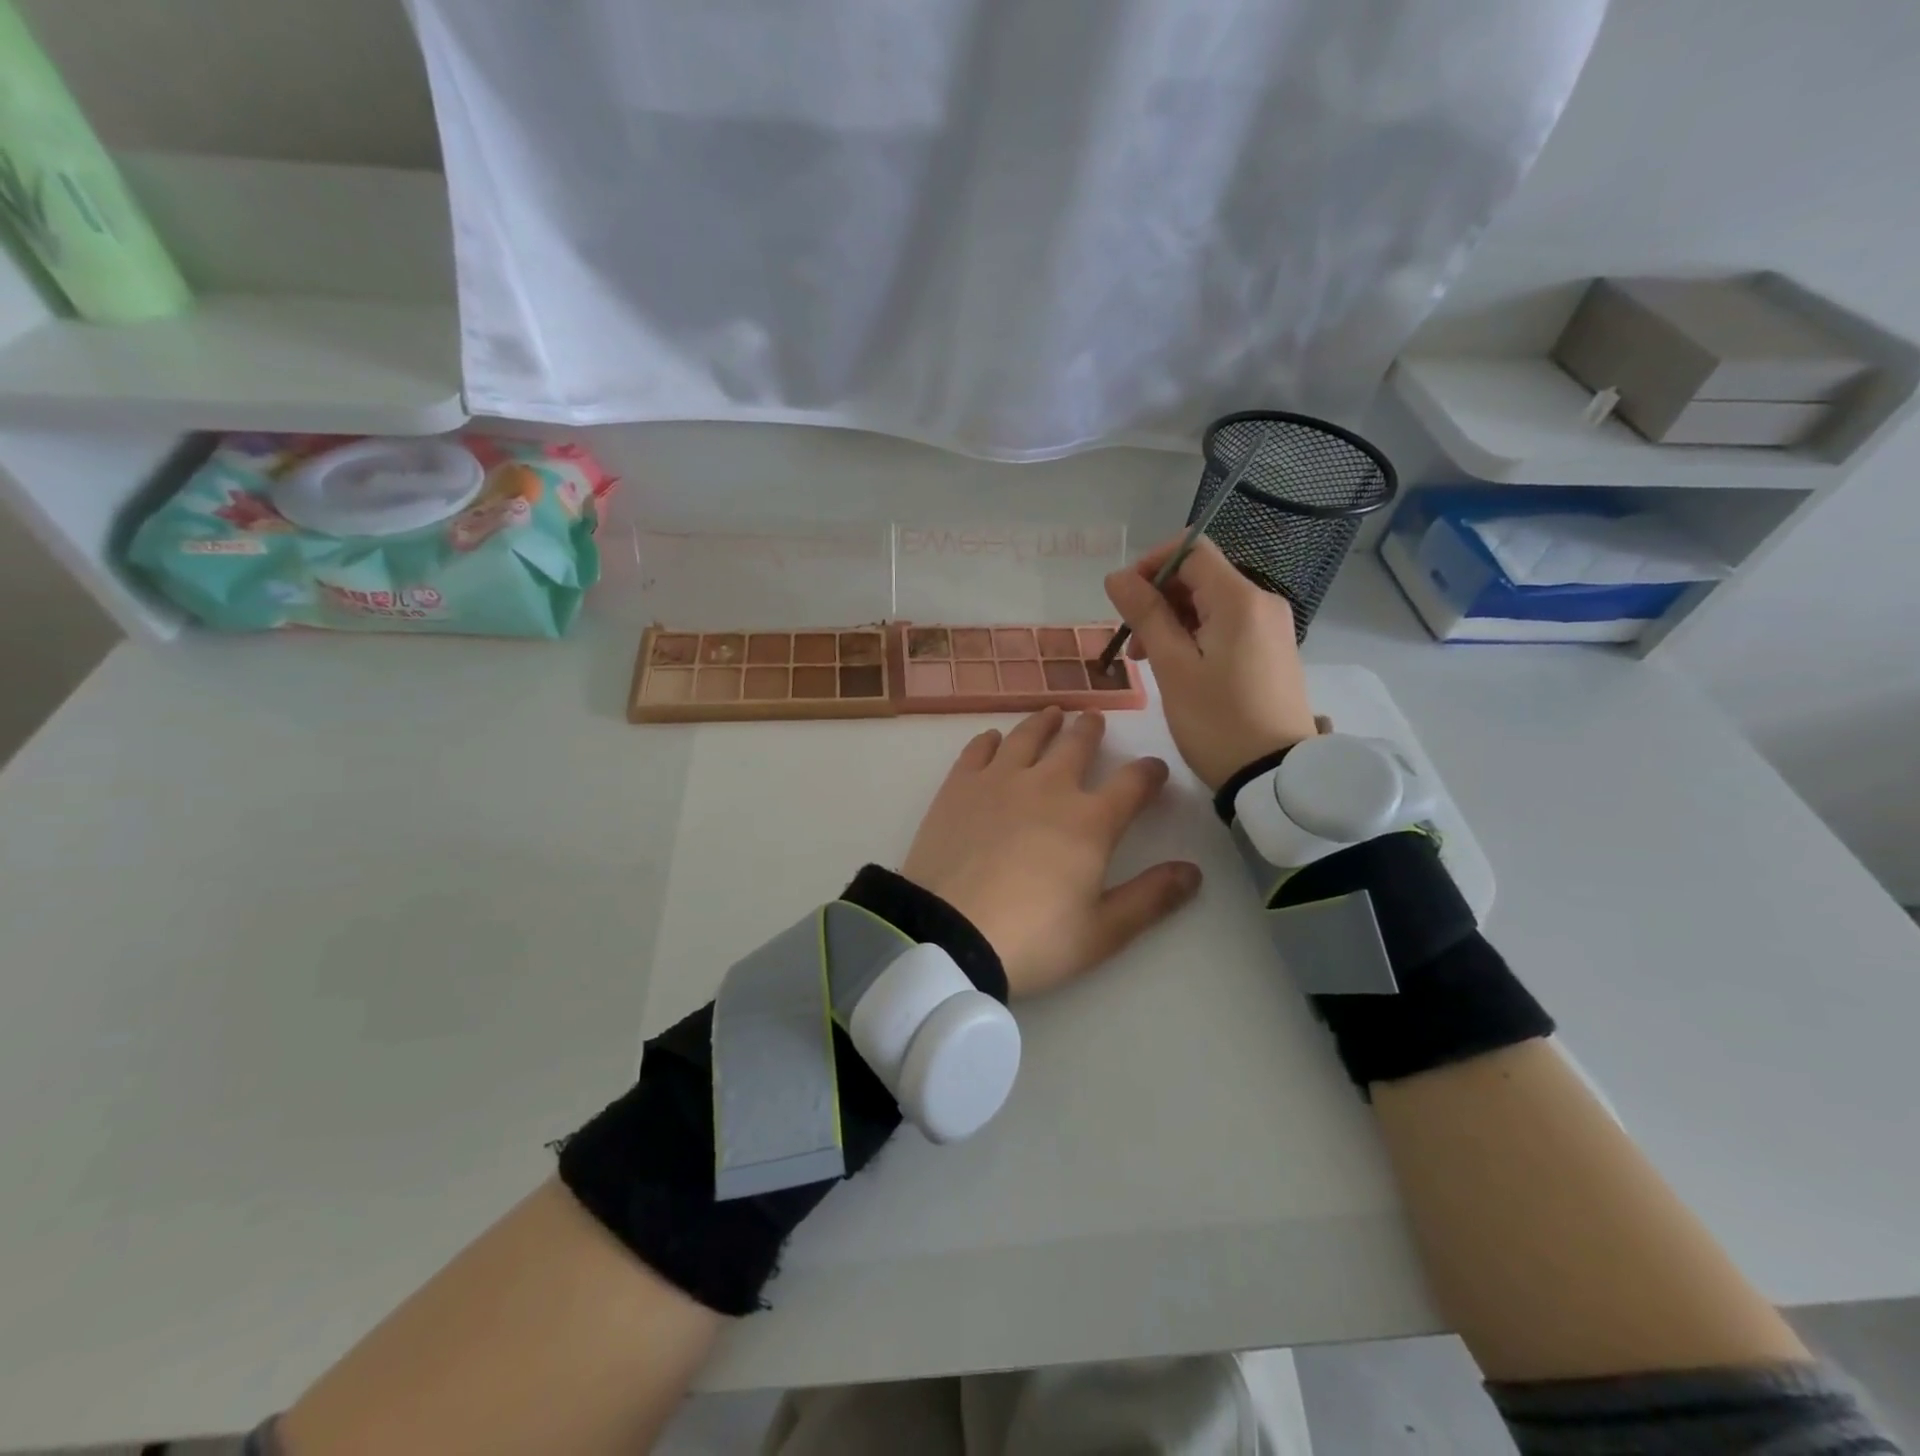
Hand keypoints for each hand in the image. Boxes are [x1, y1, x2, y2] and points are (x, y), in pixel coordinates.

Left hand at [900, 707, 1201, 997]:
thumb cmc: (1032, 939)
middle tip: (1094, 720)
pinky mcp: (959, 786)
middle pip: (1077, 744)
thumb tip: (1193, 872)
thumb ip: (1151, 898)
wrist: (949, 934)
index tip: (1154, 769)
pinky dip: (991, 740)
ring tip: (1053, 713)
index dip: (1149, 773)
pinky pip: (978, 750)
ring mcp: (999, 780)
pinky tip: (994, 739)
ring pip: (1028, 736)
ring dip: (1045, 722)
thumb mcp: (1102, 931)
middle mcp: (1048, 786)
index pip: (1133, 783)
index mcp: (1090, 821)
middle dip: (1091, 730)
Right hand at [1104, 536, 1319, 791]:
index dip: (1151, 564)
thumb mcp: (1172, 667)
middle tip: (1131, 642)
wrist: (1274, 775)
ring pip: (1210, 603)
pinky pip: (1225, 625)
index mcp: (1239, 599)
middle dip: (1158, 598)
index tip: (1125, 599)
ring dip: (1172, 620)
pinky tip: (1177, 667)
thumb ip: (1145, 615)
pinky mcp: (1271, 650)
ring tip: (1146, 662)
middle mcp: (1261, 602)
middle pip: (1200, 576)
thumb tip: (1118, 576)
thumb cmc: (1217, 721)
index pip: (1191, 549)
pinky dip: (1195, 635)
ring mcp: (1270, 627)